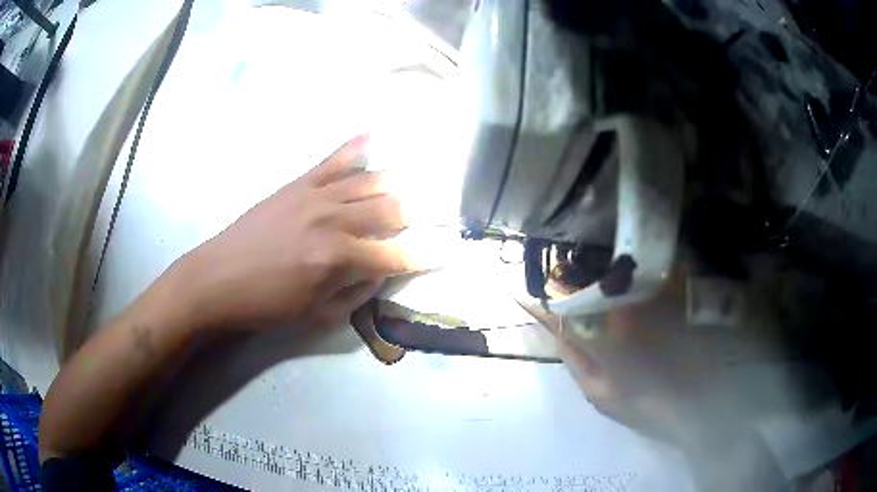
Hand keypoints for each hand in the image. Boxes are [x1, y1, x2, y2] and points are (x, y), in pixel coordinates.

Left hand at [180, 134, 418, 330]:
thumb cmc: (268, 304)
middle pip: (392, 207)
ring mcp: (316, 194)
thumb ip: (358, 291)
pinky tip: (374, 134)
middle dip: (414, 217)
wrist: (219, 278)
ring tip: (407, 191)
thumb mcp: (318, 315)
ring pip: (372, 179)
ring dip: (396, 186)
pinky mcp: (298, 183)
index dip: (427, 256)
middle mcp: (334, 220)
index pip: (398, 254)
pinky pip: (334, 158)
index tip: (447, 253)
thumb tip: (381, 268)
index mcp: (339, 259)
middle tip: (419, 225)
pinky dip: (357, 146)